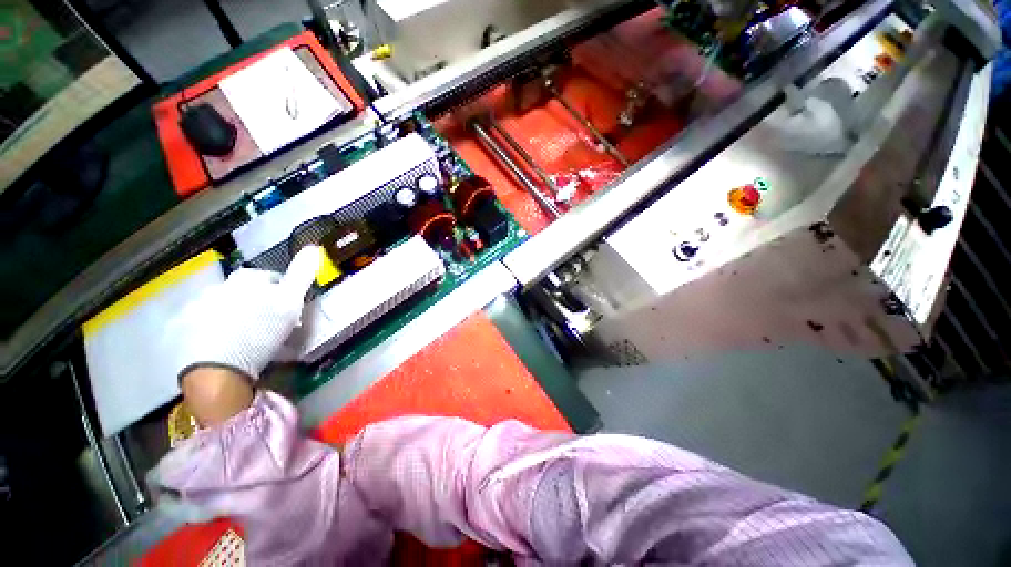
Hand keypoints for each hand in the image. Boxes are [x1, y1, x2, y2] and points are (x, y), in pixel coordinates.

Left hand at [169, 246, 320, 382]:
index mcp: (245, 279)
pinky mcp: (180, 328)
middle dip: (257, 303)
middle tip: (268, 324)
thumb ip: (301, 274)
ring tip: (244, 337)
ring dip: (234, 315)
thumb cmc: (261, 332)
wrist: (219, 369)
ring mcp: (194, 306)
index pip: (272, 278)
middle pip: (245, 291)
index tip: (290, 309)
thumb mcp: (290, 302)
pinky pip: (201, 323)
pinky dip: (212, 330)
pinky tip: (222, 345)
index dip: (284, 292)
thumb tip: (314, 246)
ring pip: (223, 306)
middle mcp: (217, 286)